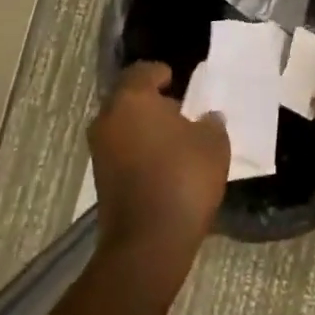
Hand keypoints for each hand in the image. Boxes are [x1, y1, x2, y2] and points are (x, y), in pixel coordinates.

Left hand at [90, 62, 228, 266]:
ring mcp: (100, 152)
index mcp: (132, 99)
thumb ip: (210, 121)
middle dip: (153, 102)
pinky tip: (166, 164)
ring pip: (124, 126)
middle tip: (182, 111)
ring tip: (177, 140)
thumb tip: (205, 118)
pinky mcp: (101, 180)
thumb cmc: (183, 177)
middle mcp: (108, 119)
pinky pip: (123, 151)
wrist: (149, 243)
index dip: (163, 74)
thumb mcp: (214, 142)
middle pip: (130, 98)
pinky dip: (140, 151)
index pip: (144, 71)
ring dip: (146, 128)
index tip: (182, 84)